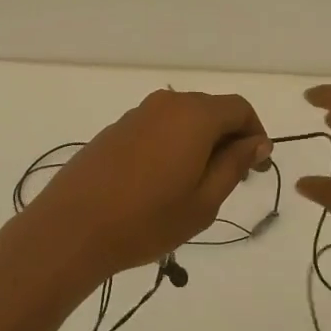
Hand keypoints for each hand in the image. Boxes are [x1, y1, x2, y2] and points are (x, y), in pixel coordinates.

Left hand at [24, 89, 272, 278]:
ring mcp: (137, 114)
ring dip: (199, 143)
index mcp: (194, 115)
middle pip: (211, 109)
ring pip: (183, 119)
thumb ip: (234, 165)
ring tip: (196, 186)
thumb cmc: (147, 219)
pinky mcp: (116, 129)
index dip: (255, 134)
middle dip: (228, 139)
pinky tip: (163, 182)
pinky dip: (173, 145)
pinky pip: (158, 127)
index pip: (239, 108)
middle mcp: (166, 103)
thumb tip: (256, 142)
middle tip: (231, 181)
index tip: (256, 169)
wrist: (73, 227)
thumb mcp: (204, 201)